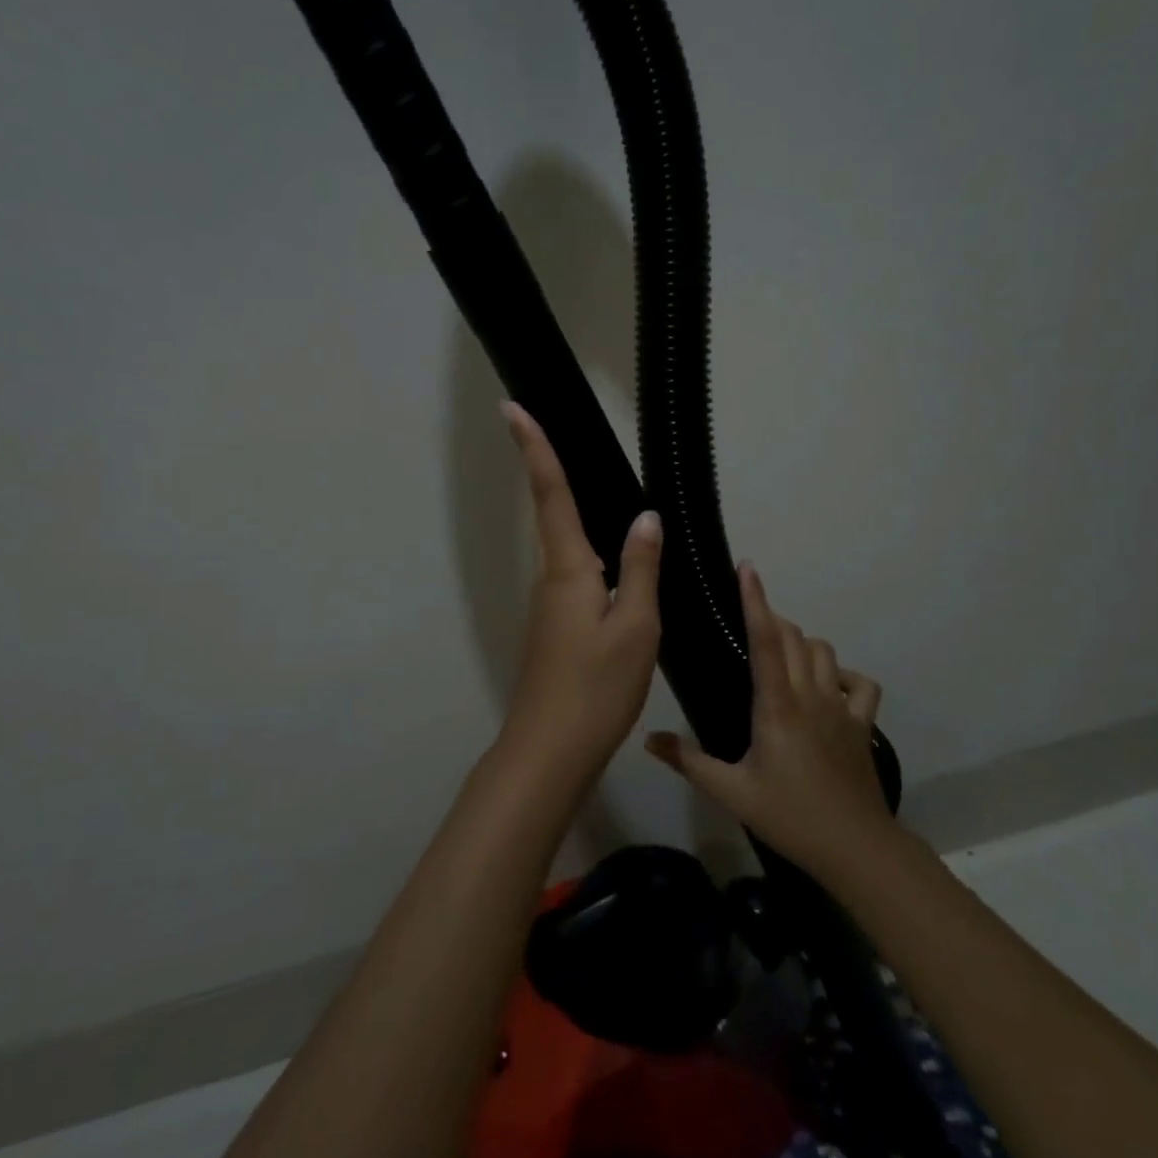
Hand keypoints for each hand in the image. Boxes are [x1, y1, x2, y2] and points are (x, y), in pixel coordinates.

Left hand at [495, 402, 662, 783]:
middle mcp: (552, 578)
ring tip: (597, 483)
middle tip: (550, 427)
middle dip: (549, 468)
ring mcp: (551, 604)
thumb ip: (641, 569)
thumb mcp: (635, 626)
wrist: (551, 750)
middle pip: (554, 512)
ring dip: (573, 510)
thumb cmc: (596, 687)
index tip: (511, 407)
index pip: (550, 494)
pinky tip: (617, 562)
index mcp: (569, 568)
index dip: (533, 448)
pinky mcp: (557, 626)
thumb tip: (646, 518)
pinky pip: (577, 575)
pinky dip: (592, 554)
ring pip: (568, 546)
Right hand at [645, 563, 897, 882]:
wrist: (856, 848)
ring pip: (825, 652)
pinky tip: (828, 687)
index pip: (766, 639)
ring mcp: (842, 707)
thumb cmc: (790, 816)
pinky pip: (860, 683)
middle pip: (795, 637)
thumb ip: (688, 761)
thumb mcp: (731, 791)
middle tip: (748, 622)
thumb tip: (647, 738)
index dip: (755, 600)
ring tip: (781, 655)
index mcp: (777, 704)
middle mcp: (811, 694)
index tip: (748, 568)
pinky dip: (843, 675)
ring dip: (803, 643)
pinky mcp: (862, 724)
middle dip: (772, 618)